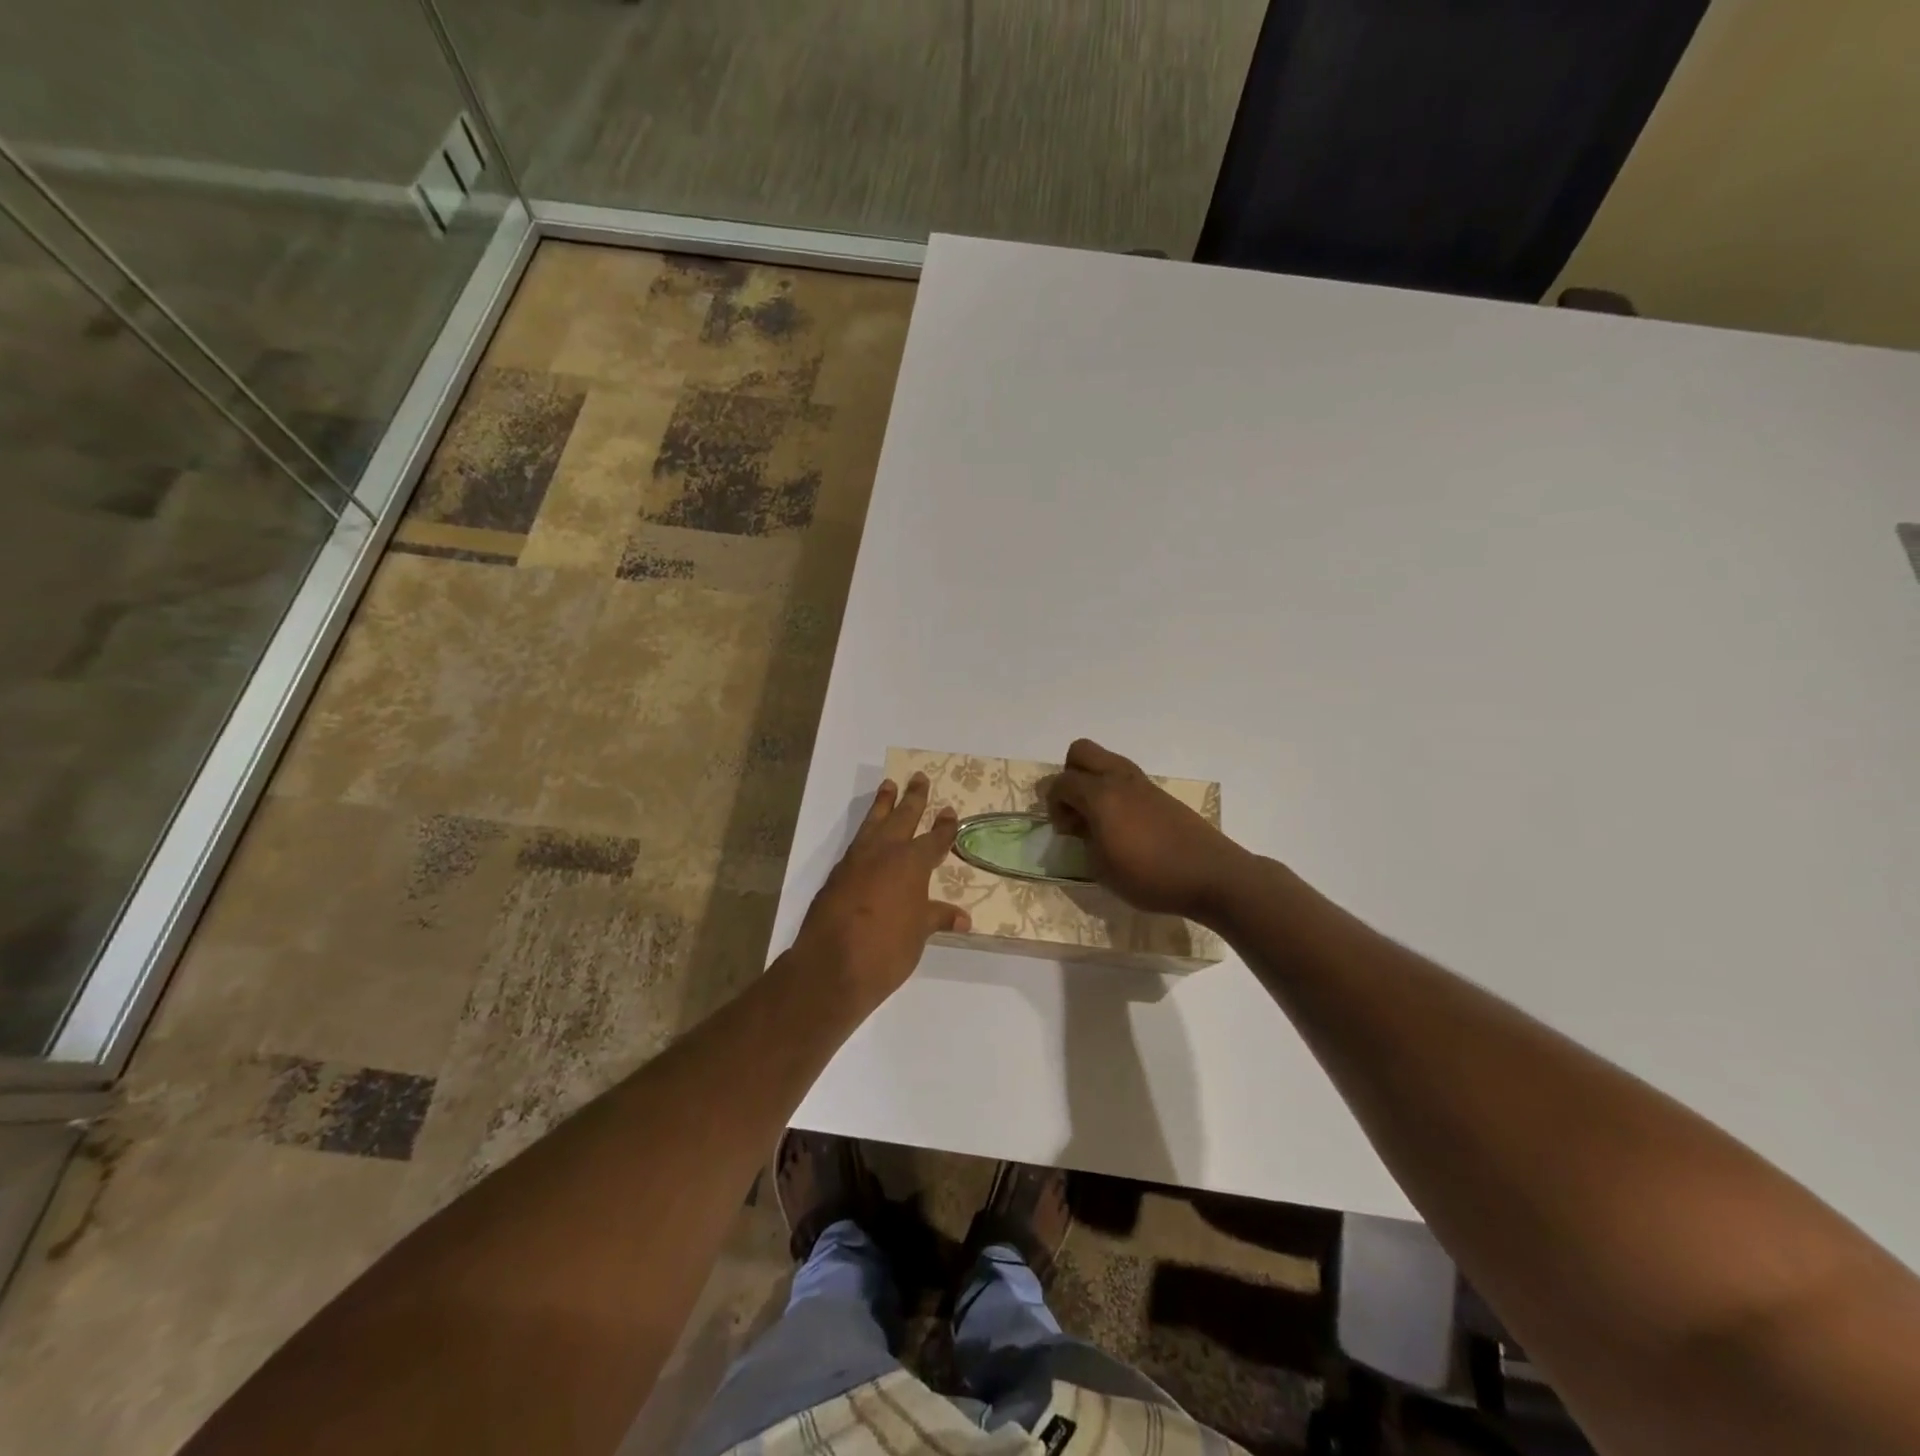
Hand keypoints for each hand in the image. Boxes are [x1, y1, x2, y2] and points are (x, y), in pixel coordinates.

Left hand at [790, 774, 970, 1010]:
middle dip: (913, 798)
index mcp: (911, 863)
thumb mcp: (918, 933)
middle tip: (918, 777)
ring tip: (888, 786)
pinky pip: (856, 842)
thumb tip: (962, 918)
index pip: (934, 839)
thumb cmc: (886, 948)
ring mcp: (856, 861)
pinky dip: (865, 832)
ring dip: (882, 804)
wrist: (831, 965)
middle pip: (902, 817)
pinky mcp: (836, 874)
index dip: (943, 826)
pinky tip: (867, 835)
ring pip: (873, 823)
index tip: (949, 811)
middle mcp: (885, 853)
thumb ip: (936, 918)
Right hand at [1046, 739, 1251, 923]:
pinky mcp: (1161, 794)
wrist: (1211, 875)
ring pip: (1107, 760)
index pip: (1061, 782)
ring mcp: (1143, 783)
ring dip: (1094, 781)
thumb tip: (1081, 827)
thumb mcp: (1102, 869)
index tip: (1064, 832)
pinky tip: (1125, 826)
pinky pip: (1127, 778)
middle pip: (1081, 751)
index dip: (1053, 804)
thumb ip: (1084, 841)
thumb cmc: (1150, 877)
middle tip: (1076, 809)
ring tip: (1099, 817)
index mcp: (1100, 795)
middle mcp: (1119, 779)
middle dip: (1069, 775)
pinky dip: (1116, 792)